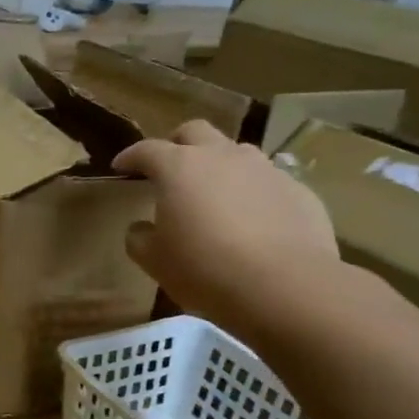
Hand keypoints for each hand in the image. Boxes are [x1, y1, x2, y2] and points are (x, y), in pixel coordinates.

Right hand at [113, 120, 341, 337]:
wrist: (283, 286)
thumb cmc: (204, 269)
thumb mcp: (154, 261)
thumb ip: (140, 238)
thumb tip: (140, 228)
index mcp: (179, 168)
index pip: (146, 149)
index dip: (130, 156)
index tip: (120, 167)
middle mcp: (222, 157)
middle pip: (195, 132)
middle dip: (177, 144)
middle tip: (169, 168)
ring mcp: (265, 169)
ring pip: (236, 152)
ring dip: (219, 165)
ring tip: (215, 193)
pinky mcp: (298, 190)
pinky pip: (268, 182)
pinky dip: (253, 192)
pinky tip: (253, 221)